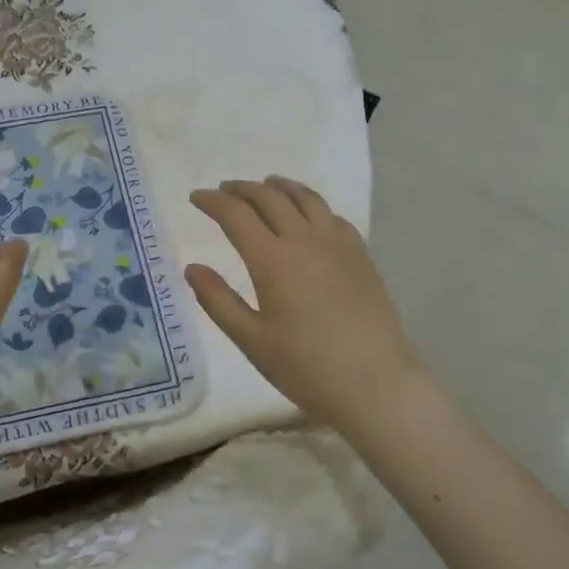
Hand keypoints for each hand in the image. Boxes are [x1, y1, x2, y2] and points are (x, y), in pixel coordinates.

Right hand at [186, 177, 420, 431]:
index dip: (212, 201)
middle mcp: (304, 240)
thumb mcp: (250, 339)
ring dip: (279, 187)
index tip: (196, 197)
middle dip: (242, 189)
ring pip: (305, 198)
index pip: (235, 214)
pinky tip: (309, 214)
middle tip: (224, 190)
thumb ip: (218, 300)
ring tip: (266, 184)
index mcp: (271, 259)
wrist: (376, 384)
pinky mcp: (361, 255)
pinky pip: (332, 215)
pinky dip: (311, 204)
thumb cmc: (305, 367)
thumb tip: (192, 268)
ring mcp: (337, 244)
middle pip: (269, 198)